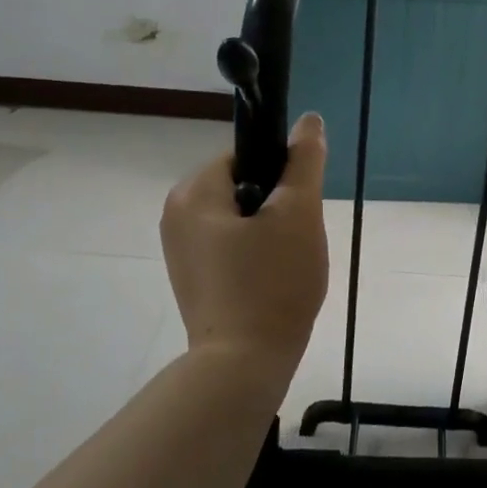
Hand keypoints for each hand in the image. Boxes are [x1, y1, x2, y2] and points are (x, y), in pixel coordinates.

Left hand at [160, 114, 329, 372]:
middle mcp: (177, 214)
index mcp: (193, 192)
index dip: (281, 173)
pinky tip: (272, 279)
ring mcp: (181, 250)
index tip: (298, 205)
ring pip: (241, 216)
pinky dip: (255, 253)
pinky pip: (231, 245)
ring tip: (287, 262)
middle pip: (244, 185)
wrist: (242, 368)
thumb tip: (309, 119)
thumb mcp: (299, 213)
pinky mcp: (192, 277)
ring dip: (270, 230)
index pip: (246, 156)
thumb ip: (305, 160)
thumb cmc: (271, 283)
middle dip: (277, 205)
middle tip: (296, 238)